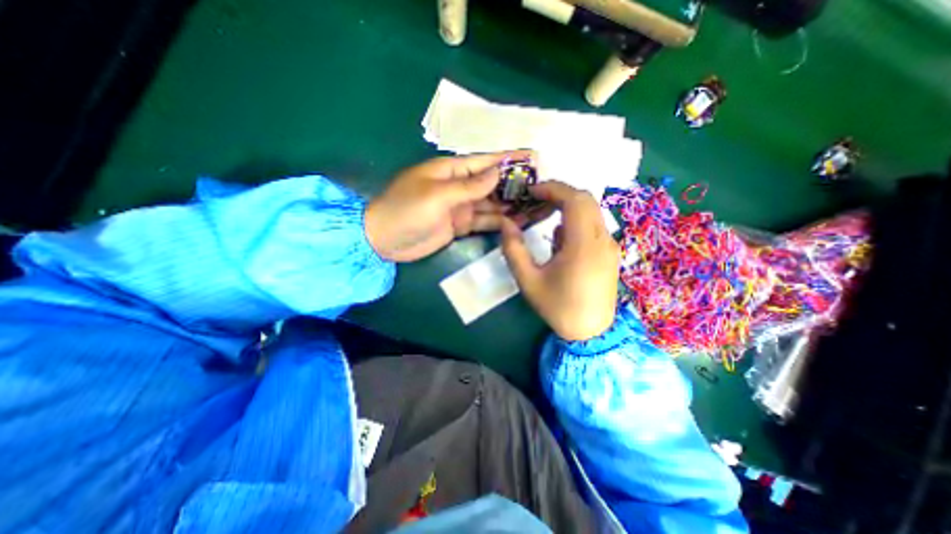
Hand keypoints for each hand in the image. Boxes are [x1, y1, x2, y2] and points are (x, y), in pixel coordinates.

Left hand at [365, 150, 549, 261]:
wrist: (384, 241)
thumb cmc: (405, 210)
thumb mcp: (437, 195)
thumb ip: (468, 186)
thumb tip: (497, 173)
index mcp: (451, 171)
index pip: (485, 162)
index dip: (509, 159)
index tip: (534, 158)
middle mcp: (459, 187)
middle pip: (493, 183)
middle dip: (516, 184)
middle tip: (543, 188)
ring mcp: (461, 208)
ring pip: (492, 203)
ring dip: (512, 204)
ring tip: (537, 206)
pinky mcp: (461, 225)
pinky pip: (485, 221)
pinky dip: (500, 221)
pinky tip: (518, 222)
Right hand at [501, 181, 620, 340]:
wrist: (591, 332)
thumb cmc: (558, 307)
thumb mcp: (528, 281)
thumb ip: (514, 250)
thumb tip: (505, 224)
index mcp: (583, 245)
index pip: (574, 200)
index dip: (552, 188)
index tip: (531, 191)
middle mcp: (602, 240)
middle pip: (585, 200)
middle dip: (559, 194)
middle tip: (535, 200)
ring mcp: (609, 245)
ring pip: (591, 211)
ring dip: (567, 207)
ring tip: (543, 217)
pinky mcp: (609, 252)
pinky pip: (593, 226)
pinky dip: (575, 221)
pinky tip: (559, 240)